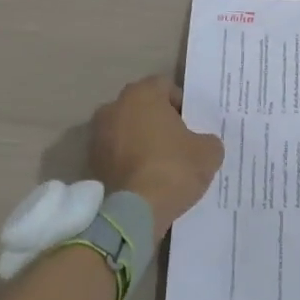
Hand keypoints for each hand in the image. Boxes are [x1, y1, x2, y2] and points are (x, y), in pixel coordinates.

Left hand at [87, 76, 223, 237]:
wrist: (135, 212)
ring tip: (161, 163)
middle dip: (158, 121)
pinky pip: (116, 153)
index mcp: (142, 94)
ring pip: (127, 130)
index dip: (181, 104)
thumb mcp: (208, 152)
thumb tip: (203, 143)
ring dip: (141, 140)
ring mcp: (97, 135)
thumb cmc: (174, 169)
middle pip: (142, 107)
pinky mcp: (91, 162)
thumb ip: (208, 140)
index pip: (165, 87)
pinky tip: (145, 178)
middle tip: (179, 142)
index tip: (192, 125)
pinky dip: (128, 160)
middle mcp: (114, 107)